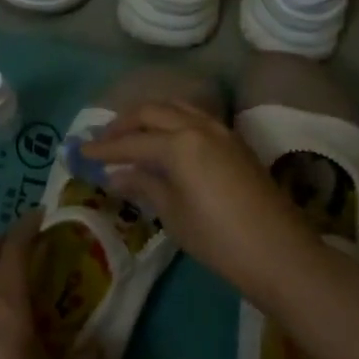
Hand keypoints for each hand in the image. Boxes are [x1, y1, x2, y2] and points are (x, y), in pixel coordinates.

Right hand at [83, 101, 315, 286]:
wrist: (278, 251)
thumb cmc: (217, 238)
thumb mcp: (173, 214)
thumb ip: (144, 185)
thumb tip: (117, 174)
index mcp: (179, 143)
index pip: (132, 142)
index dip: (104, 149)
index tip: (80, 152)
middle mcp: (199, 127)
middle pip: (153, 112)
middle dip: (124, 124)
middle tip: (103, 140)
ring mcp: (221, 131)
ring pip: (177, 108)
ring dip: (150, 117)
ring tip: (131, 135)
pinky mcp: (235, 142)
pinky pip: (196, 118)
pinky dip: (173, 122)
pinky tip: (165, 141)